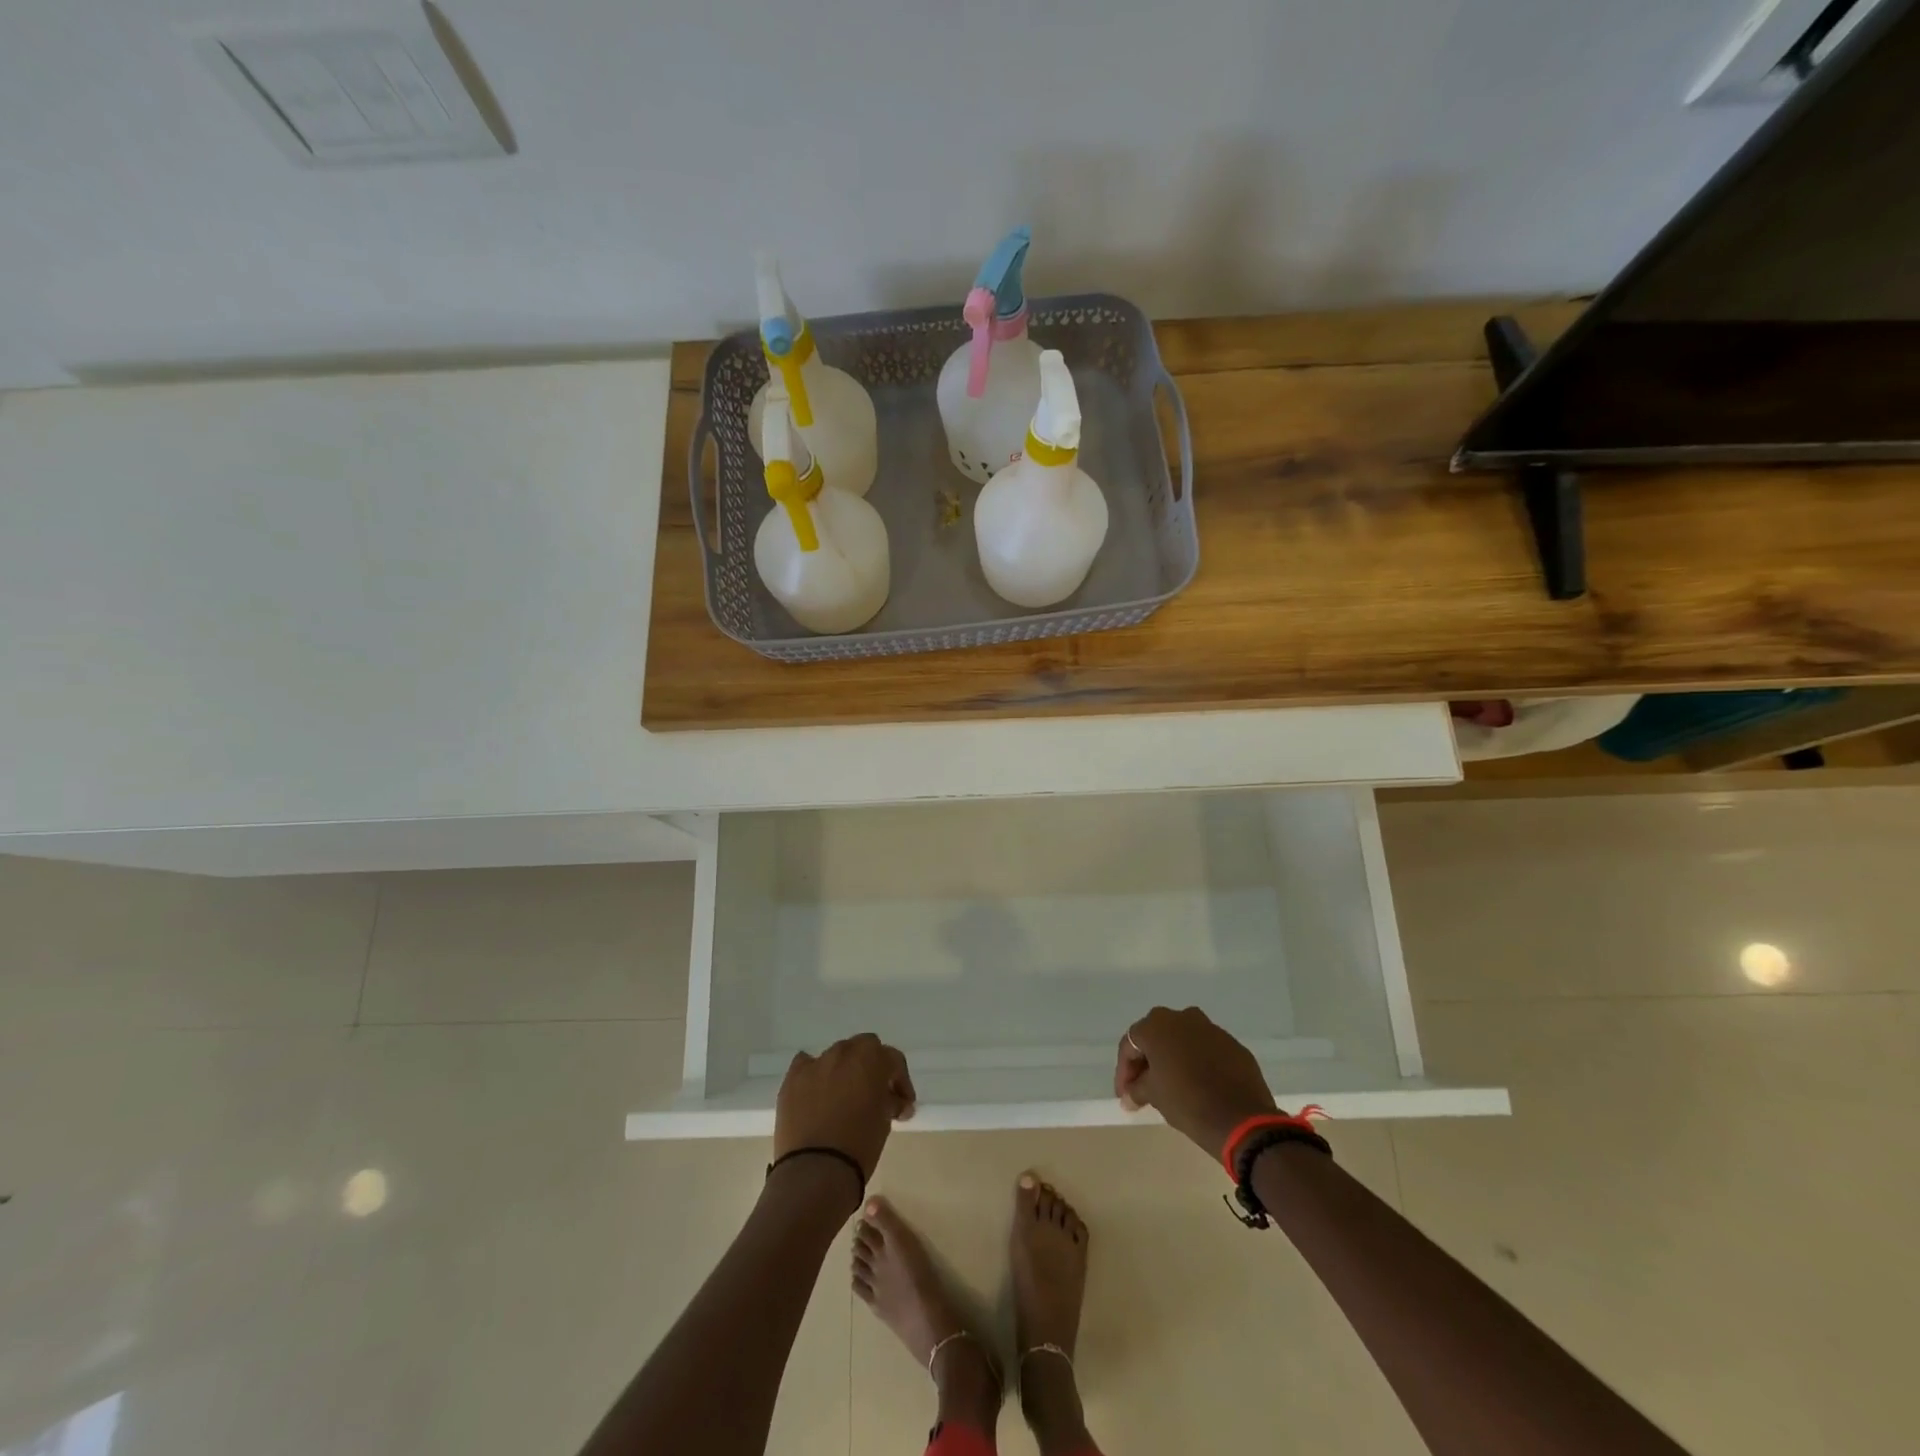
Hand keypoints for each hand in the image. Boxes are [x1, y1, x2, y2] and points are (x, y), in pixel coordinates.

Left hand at [774, 1033, 916, 1187]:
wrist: (815, 1172)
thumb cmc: (859, 1146)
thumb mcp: (885, 1122)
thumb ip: (889, 1101)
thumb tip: (894, 1101)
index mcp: (871, 1059)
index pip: (893, 1059)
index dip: (901, 1081)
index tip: (903, 1105)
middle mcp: (843, 1052)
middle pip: (864, 1048)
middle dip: (872, 1067)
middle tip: (875, 1095)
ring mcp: (815, 1063)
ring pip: (836, 1056)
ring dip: (844, 1071)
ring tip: (844, 1098)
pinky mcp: (792, 1079)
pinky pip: (806, 1065)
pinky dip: (815, 1075)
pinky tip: (817, 1093)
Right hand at [1115, 1006, 1276, 1158]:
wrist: (1242, 1119)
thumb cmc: (1187, 1102)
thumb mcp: (1154, 1096)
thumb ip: (1137, 1089)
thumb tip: (1129, 1095)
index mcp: (1157, 1025)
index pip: (1130, 1044)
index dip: (1124, 1071)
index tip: (1125, 1095)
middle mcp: (1182, 1017)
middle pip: (1156, 1037)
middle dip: (1147, 1061)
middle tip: (1143, 1087)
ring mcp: (1211, 1028)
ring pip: (1183, 1040)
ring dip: (1173, 1058)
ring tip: (1171, 1085)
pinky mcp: (1232, 1044)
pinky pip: (1206, 1049)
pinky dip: (1197, 1062)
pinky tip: (1198, 1084)